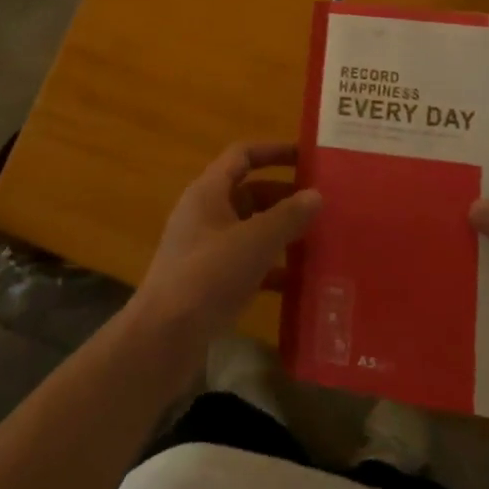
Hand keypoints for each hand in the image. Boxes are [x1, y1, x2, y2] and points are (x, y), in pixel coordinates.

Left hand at [129, 141, 321, 362]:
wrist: (165, 336)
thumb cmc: (208, 276)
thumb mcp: (254, 241)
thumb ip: (287, 216)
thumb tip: (316, 194)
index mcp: (208, 192)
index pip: (242, 155)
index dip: (273, 151)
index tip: (308, 157)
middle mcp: (205, 213)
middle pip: (249, 192)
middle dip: (284, 196)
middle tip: (323, 205)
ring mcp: (205, 248)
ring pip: (249, 229)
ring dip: (280, 232)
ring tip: (320, 240)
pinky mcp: (209, 281)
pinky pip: (246, 263)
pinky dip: (271, 267)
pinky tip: (299, 282)